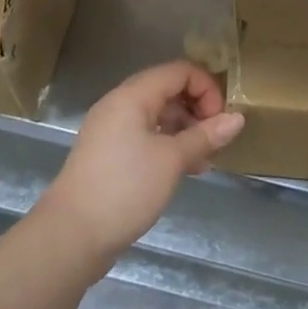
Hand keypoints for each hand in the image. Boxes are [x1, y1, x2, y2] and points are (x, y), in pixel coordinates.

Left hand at [39, 61, 244, 261]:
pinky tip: (184, 170)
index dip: (206, 89)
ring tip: (203, 160)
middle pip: (168, 90)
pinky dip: (167, 145)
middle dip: (197, 110)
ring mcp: (111, 130)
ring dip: (184, 130)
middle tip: (214, 139)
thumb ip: (205, 136)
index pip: (179, 71)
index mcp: (132, 96)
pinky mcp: (108, 155)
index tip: (220, 120)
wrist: (70, 237)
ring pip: (157, 116)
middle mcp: (119, 105)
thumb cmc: (125, 188)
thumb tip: (238, 118)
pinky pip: (145, 136)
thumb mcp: (172, 160)